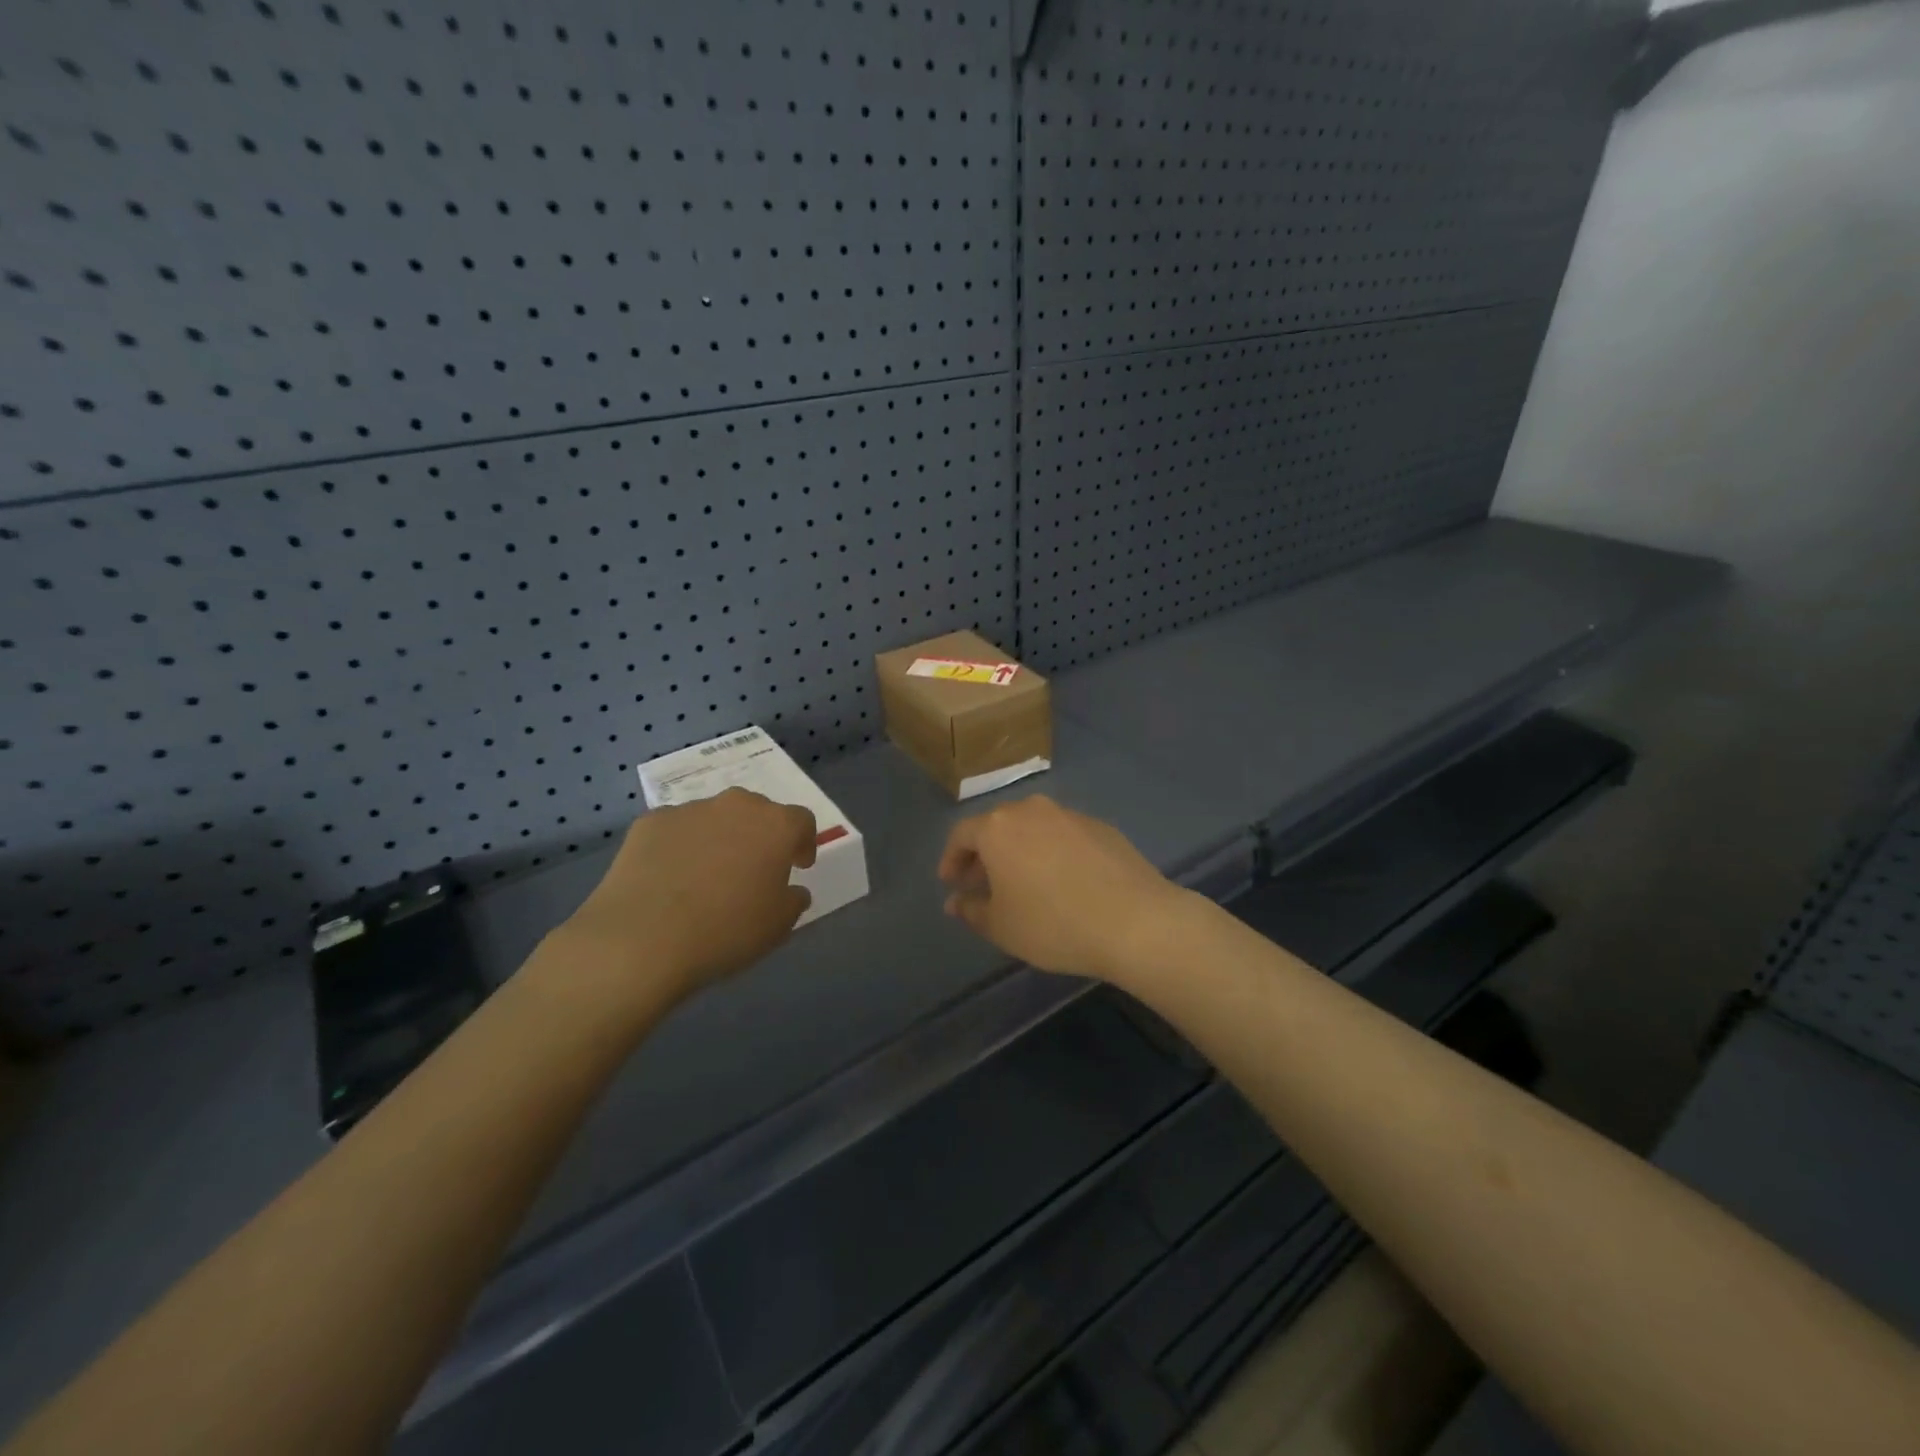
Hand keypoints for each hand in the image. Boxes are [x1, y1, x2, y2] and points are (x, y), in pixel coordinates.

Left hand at [539, 788, 815, 1018]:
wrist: (641, 939)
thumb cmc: (725, 930)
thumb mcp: (778, 925)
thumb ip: (793, 900)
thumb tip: (791, 889)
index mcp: (776, 825)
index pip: (802, 821)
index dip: (803, 843)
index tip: (798, 866)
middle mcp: (736, 806)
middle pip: (758, 812)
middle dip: (760, 835)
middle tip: (753, 869)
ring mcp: (690, 810)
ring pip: (715, 818)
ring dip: (719, 838)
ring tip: (706, 876)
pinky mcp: (650, 822)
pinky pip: (676, 829)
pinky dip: (680, 846)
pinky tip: (670, 879)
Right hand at [937, 795, 1192, 979]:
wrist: (1134, 920)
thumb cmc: (1053, 924)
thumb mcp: (1002, 927)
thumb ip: (972, 910)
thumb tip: (956, 901)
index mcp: (998, 828)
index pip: (962, 835)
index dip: (951, 859)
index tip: (951, 883)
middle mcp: (1031, 810)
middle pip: (997, 826)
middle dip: (984, 854)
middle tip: (982, 884)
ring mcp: (1070, 815)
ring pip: (1032, 828)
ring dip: (1020, 851)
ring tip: (1022, 883)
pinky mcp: (1101, 826)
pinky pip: (1063, 835)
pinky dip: (1052, 852)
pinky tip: (1062, 881)